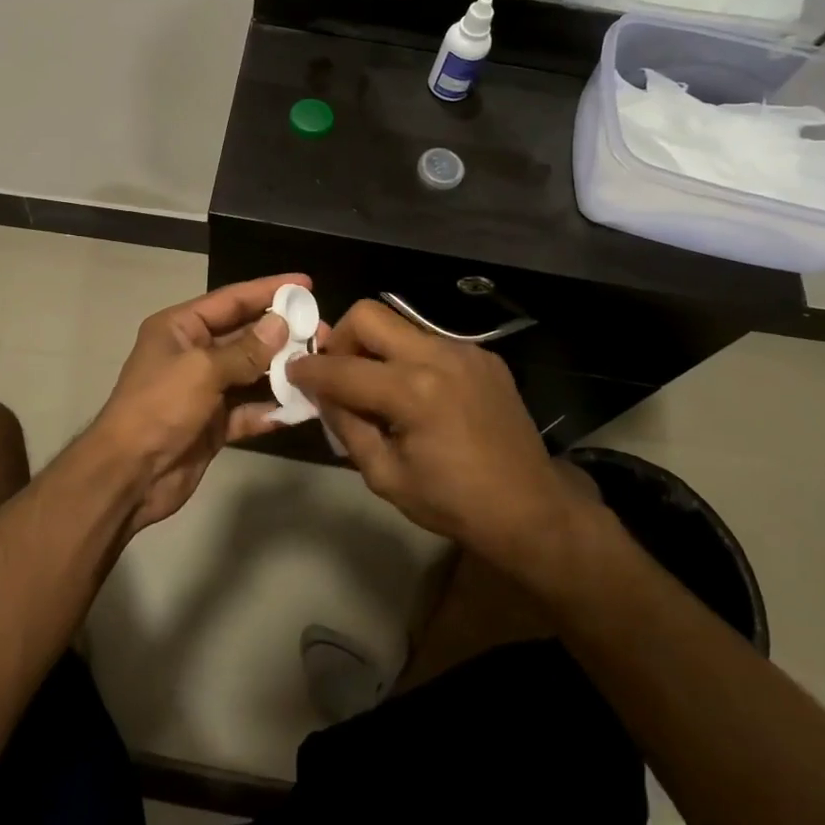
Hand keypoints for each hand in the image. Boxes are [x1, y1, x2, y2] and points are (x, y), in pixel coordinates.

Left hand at [78, 274, 307, 533]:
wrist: (129, 475)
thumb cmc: (159, 407)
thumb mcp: (202, 370)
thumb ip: (245, 350)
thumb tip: (281, 324)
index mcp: (180, 328)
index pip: (231, 300)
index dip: (268, 290)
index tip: (305, 284)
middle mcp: (193, 353)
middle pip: (245, 335)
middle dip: (283, 333)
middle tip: (323, 331)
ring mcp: (204, 390)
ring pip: (251, 373)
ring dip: (283, 371)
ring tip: (321, 365)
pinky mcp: (214, 424)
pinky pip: (250, 410)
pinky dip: (273, 409)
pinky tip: (304, 407)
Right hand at [287, 300, 596, 564]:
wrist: (532, 509)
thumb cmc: (453, 503)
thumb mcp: (385, 476)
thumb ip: (346, 427)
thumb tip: (320, 393)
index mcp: (412, 392)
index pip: (341, 368)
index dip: (308, 371)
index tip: (292, 372)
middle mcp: (437, 357)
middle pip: (369, 314)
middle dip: (341, 337)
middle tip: (338, 370)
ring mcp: (464, 351)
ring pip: (400, 325)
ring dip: (377, 347)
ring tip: (378, 385)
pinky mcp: (483, 355)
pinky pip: (431, 342)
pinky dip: (410, 359)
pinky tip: (419, 394)